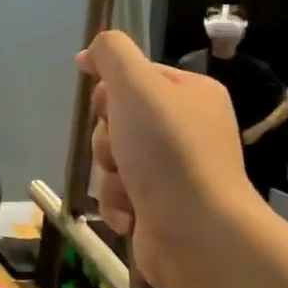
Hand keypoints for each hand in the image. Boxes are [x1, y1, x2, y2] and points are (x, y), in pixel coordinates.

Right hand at [77, 31, 266, 287]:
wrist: (197, 234)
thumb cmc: (168, 151)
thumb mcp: (136, 85)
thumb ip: (111, 53)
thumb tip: (89, 54)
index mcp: (191, 94)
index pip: (133, 78)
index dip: (111, 92)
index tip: (108, 107)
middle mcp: (187, 129)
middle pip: (117, 120)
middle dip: (107, 140)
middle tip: (121, 152)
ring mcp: (175, 171)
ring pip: (112, 158)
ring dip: (109, 175)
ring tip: (129, 190)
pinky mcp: (161, 207)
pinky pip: (119, 193)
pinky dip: (118, 203)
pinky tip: (131, 216)